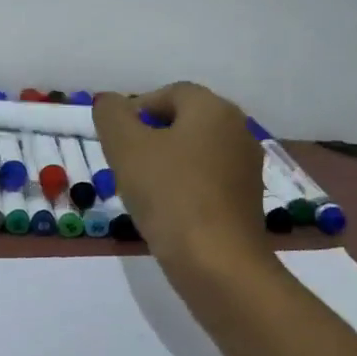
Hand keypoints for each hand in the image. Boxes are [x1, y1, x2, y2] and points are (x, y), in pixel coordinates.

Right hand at [92, 82, 270, 272]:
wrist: (216, 262)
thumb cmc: (169, 195)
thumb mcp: (126, 148)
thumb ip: (112, 116)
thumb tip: (109, 102)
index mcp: (214, 110)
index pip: (171, 93)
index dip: (137, 109)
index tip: (114, 138)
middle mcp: (238, 131)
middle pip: (185, 122)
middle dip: (150, 137)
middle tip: (123, 163)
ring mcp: (246, 168)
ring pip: (196, 153)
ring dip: (166, 164)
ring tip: (140, 190)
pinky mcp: (247, 201)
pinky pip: (208, 181)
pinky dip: (184, 187)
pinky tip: (166, 211)